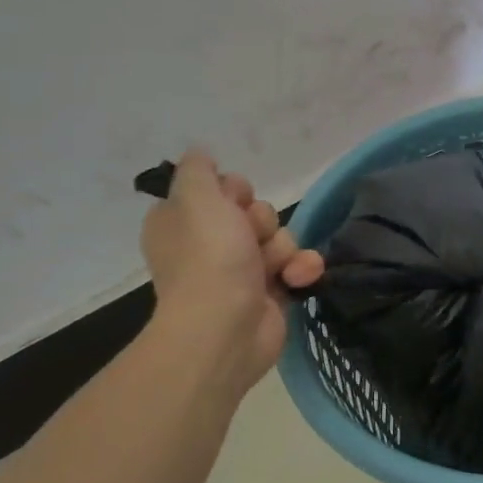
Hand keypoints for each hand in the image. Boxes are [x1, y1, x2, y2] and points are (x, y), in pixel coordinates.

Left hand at [140, 150, 324, 393]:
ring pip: (280, 237)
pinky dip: (300, 269)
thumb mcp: (196, 197)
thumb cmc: (208, 258)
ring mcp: (241, 271)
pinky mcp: (270, 293)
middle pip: (254, 211)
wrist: (227, 327)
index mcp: (182, 222)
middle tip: (248, 237)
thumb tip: (201, 155)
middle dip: (261, 220)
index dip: (232, 192)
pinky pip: (296, 266)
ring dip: (282, 248)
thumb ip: (198, 169)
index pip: (218, 189)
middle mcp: (209, 244)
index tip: (231, 202)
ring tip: (272, 267)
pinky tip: (296, 278)